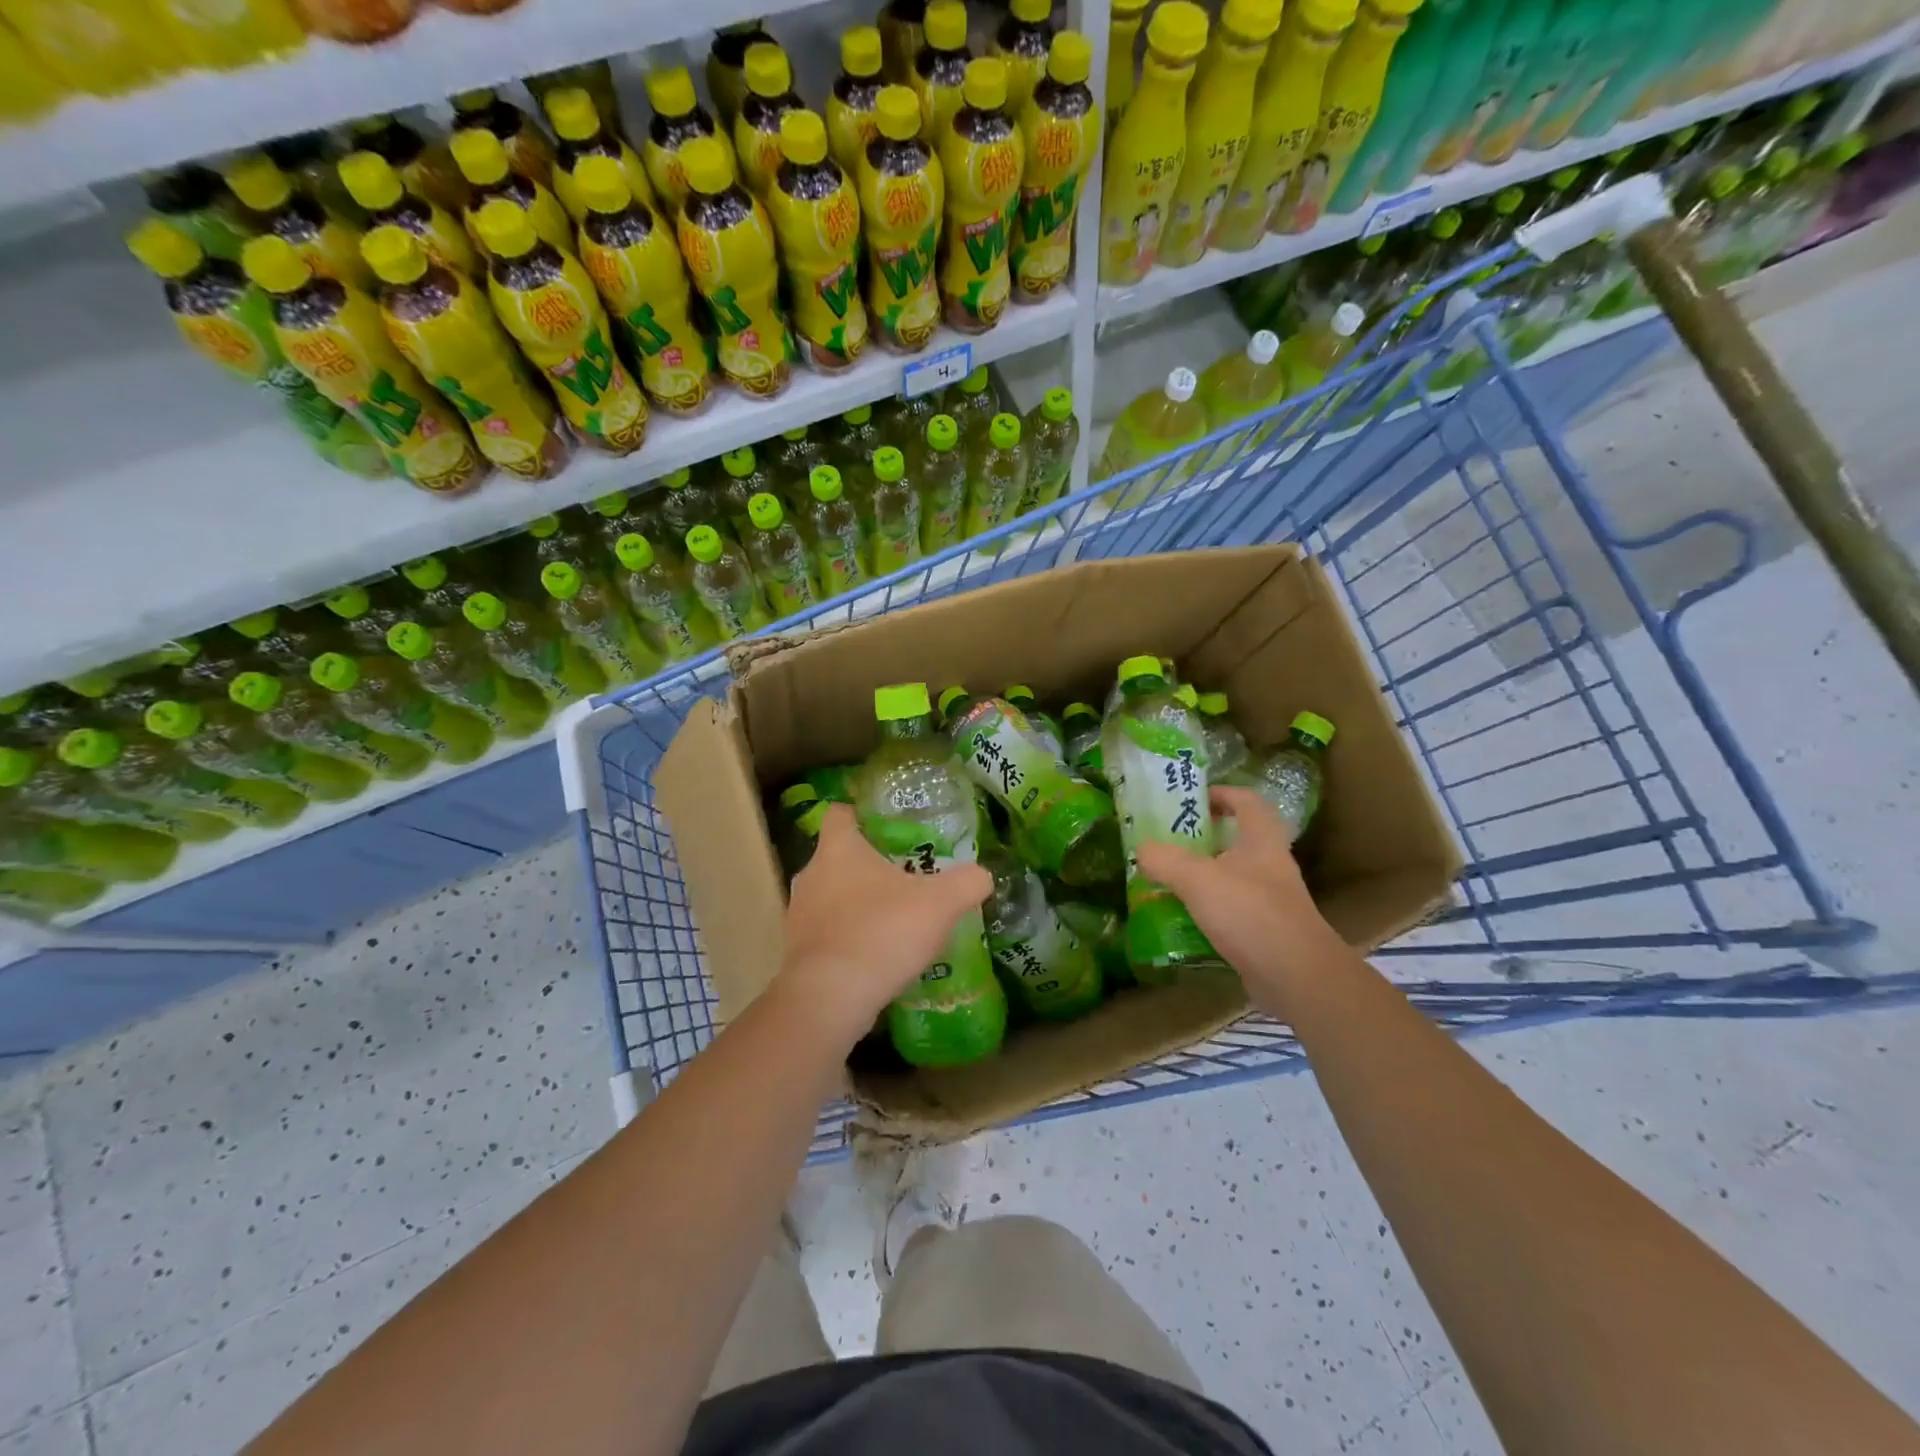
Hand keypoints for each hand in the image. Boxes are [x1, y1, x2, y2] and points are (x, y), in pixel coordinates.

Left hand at [774, 804, 991, 1047]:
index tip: (887, 824)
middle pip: (837, 857)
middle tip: (905, 874)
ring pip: (831, 897)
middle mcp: (811, 875)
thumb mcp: (940, 903)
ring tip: (894, 917)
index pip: (840, 813)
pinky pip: (827, 934)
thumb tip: (982, 875)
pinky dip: (849, 938)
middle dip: (868, 864)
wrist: (830, 998)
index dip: (862, 814)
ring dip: (858, 904)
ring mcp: (798, 915)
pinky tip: (877, 954)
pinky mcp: (798, 952)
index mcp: (838, 848)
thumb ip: (966, 883)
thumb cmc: (882, 931)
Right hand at [1135, 786, 1345, 1015]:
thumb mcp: (1198, 879)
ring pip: (1232, 876)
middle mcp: (1270, 864)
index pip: (1246, 800)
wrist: (1296, 976)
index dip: (1221, 793)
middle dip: (1204, 837)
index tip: (1192, 799)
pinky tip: (1182, 918)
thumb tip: (1142, 849)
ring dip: (1203, 875)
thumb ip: (1165, 859)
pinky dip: (1207, 910)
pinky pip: (1231, 910)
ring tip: (1167, 878)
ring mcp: (1270, 899)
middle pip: (1237, 839)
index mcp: (1261, 839)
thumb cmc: (1250, 913)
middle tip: (1169, 840)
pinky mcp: (1264, 930)